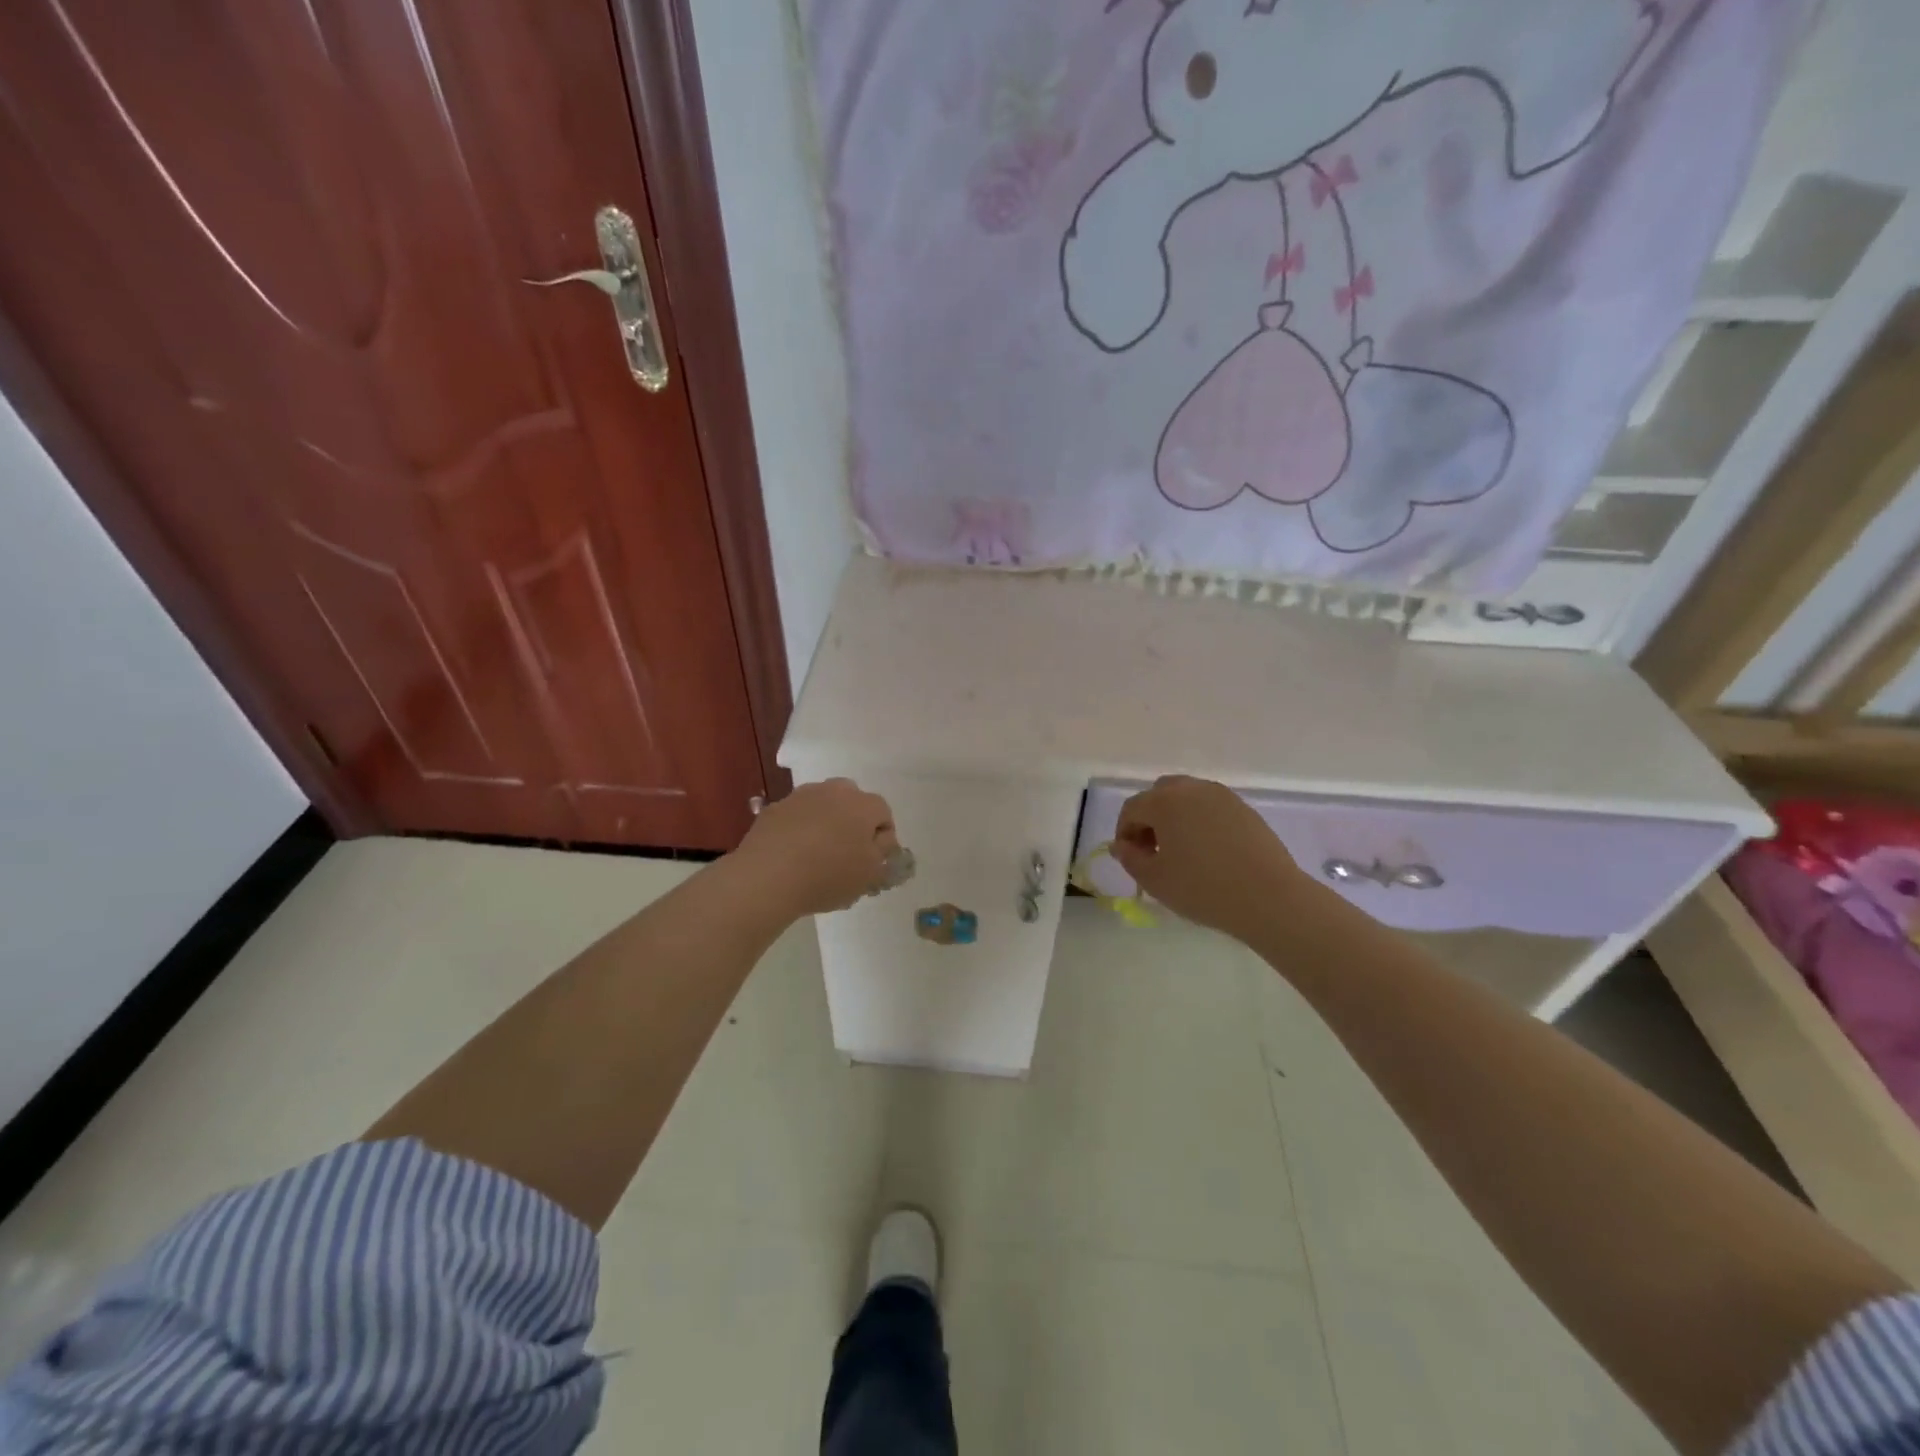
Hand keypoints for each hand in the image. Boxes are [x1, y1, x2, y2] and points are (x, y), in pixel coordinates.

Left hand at [733, 778, 899, 917]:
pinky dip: (799, 830)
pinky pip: (796, 817)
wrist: (766, 877)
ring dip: (825, 823)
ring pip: (822, 806)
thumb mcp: (870, 874)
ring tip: (817, 856)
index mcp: (862, 804)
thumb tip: (881, 843)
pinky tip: (792, 856)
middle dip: (854, 823)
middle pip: (852, 802)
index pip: (883, 814)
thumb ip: (883, 855)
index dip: (882, 839)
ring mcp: (800, 797)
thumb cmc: (828, 875)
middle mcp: (833, 791)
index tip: (873, 862)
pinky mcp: (774, 809)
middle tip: (847, 854)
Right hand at [1112, 775, 1309, 939]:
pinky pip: (1211, 807)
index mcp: (1164, 802)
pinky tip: (1208, 851)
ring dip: (1175, 817)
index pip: (1132, 809)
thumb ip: (1131, 859)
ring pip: (1187, 797)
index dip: (1125, 833)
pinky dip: (1200, 821)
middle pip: (1159, 794)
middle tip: (1154, 851)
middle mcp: (1191, 789)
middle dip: (1150, 818)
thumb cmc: (1203, 889)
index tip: (1131, 858)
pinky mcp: (1244, 808)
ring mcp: (1221, 796)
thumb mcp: (1155, 880)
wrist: (1269, 898)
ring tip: (1182, 851)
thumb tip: (1122, 845)